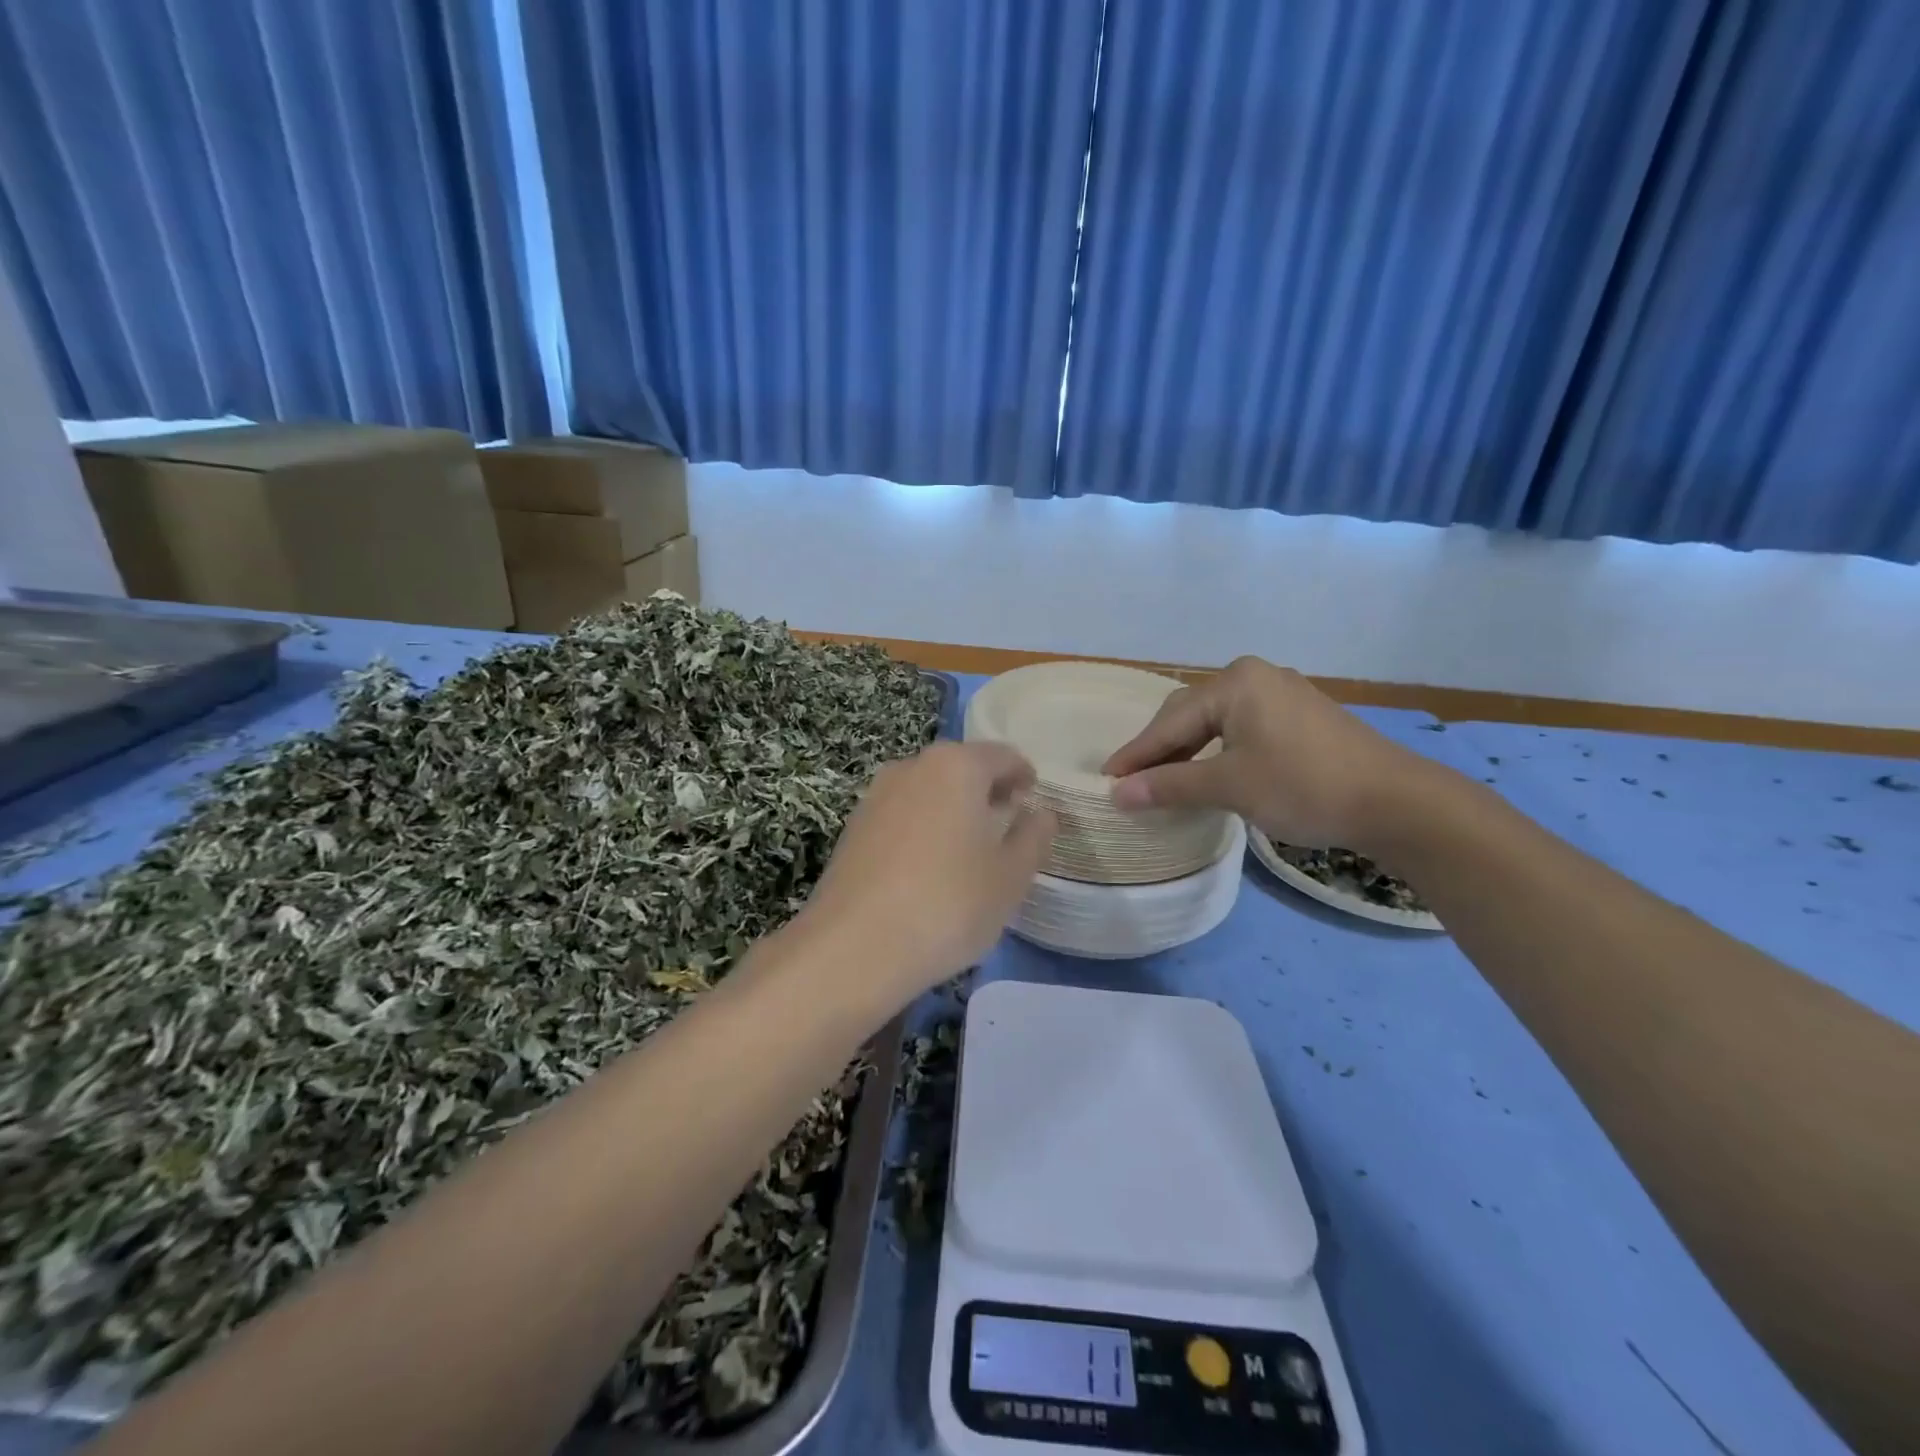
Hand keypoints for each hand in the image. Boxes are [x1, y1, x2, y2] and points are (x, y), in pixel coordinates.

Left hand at [804, 742, 1056, 1003]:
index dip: (1024, 776)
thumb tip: (1040, 813)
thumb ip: (1034, 836)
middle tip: (1007, 827)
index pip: (1003, 756)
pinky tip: (928, 869)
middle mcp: (913, 767)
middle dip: (987, 792)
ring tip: (969, 851)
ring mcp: (876, 795)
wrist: (854, 947)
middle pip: (962, 768)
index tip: (1034, 801)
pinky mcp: (853, 827)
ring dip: (952, 810)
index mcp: (957, 766)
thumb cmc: (948, 904)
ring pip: (929, 791)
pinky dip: (923, 829)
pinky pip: (902, 816)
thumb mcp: (1010, 876)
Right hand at [1103, 656, 1428, 851]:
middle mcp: (1255, 677)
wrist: (1396, 802)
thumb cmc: (1304, 786)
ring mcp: (1281, 694)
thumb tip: (1116, 794)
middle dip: (1159, 750)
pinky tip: (1207, 773)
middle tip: (1131, 782)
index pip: (1170, 722)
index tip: (1106, 779)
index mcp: (1236, 682)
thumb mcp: (1230, 786)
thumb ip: (1169, 785)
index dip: (1136, 754)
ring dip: (1187, 753)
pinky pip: (1240, 729)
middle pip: (1190, 715)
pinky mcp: (1299, 717)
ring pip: (1215, 723)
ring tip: (1161, 782)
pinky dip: (1216, 752)